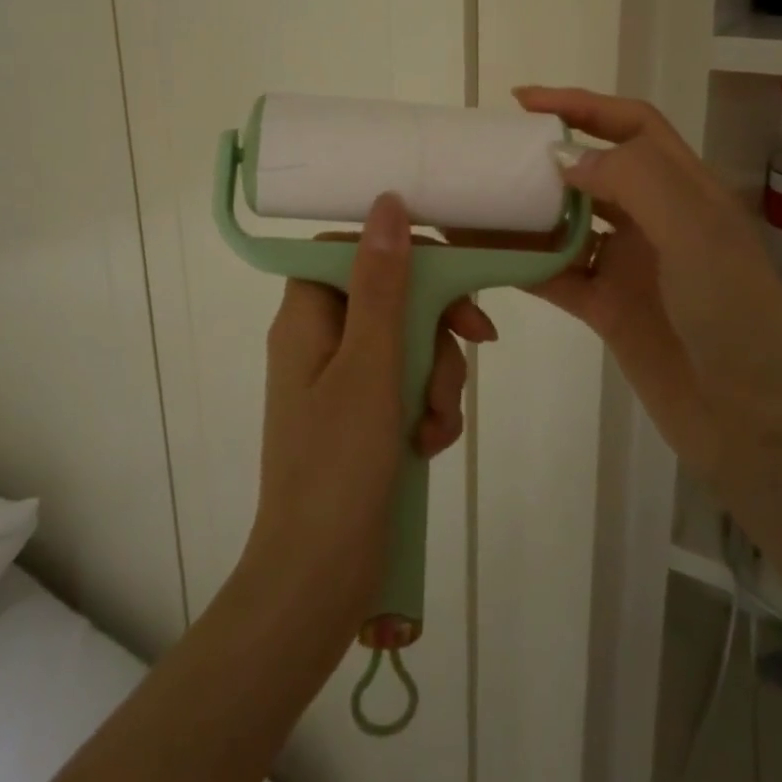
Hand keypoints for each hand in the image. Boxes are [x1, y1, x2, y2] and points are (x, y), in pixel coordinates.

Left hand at [240, 192, 492, 647]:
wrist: (318, 579)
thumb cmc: (338, 464)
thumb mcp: (371, 364)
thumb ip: (382, 283)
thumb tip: (387, 202)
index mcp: (308, 315)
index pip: (354, 251)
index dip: (403, 254)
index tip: (448, 276)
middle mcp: (321, 340)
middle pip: (392, 298)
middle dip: (436, 330)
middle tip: (473, 346)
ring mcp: (342, 381)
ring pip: (409, 345)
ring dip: (438, 379)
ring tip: (434, 426)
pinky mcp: (362, 418)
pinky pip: (407, 388)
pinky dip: (426, 410)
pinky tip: (430, 446)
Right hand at [512, 86, 781, 492]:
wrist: (754, 425)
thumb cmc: (734, 316)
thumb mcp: (695, 231)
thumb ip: (633, 178)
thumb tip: (563, 159)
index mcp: (686, 190)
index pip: (632, 126)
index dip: (581, 105)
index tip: (524, 102)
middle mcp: (657, 221)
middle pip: (595, 171)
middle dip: (547, 157)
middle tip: (492, 154)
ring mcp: (631, 266)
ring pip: (569, 223)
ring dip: (528, 212)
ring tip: (478, 201)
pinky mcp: (608, 310)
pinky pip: (557, 273)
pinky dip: (524, 262)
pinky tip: (485, 255)